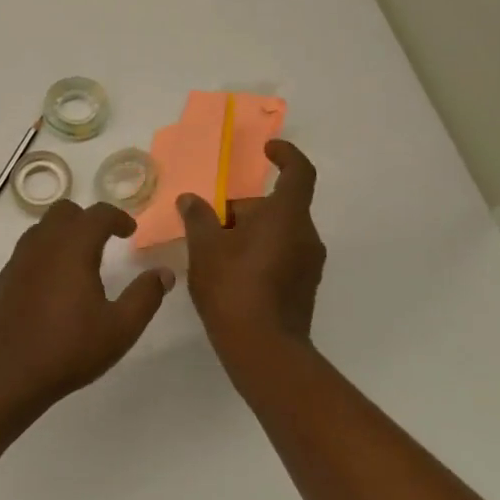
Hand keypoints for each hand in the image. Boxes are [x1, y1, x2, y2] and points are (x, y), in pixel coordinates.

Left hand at [0, 200, 174, 419]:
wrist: (8, 374)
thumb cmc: (69, 349)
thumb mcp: (120, 328)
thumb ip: (145, 296)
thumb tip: (164, 273)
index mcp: (73, 248)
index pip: (98, 214)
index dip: (118, 217)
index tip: (129, 232)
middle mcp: (43, 245)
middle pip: (64, 212)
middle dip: (87, 220)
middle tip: (105, 241)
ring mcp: (18, 261)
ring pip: (41, 230)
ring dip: (63, 235)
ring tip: (79, 261)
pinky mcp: (3, 280)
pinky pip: (26, 253)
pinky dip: (44, 255)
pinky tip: (53, 286)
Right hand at [179, 139, 325, 351]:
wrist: (263, 350)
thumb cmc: (233, 287)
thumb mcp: (205, 247)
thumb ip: (198, 217)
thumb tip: (191, 200)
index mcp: (287, 216)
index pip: (299, 172)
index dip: (285, 155)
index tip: (267, 150)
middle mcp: (306, 235)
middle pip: (277, 207)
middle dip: (243, 210)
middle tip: (208, 225)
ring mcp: (309, 264)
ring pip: (278, 233)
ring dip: (249, 234)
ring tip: (213, 253)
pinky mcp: (303, 288)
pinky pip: (281, 256)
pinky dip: (258, 254)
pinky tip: (229, 276)